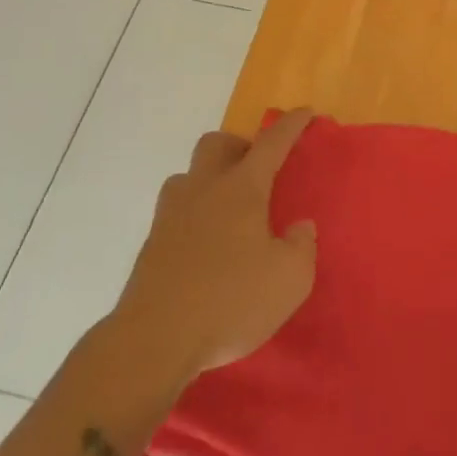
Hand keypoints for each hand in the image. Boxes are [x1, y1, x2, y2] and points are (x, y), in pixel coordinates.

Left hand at [108, 109, 317, 387]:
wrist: (153, 342)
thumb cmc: (229, 301)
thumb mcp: (289, 280)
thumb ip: (302, 247)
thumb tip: (300, 227)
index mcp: (242, 188)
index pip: (272, 142)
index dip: (292, 125)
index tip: (305, 113)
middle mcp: (204, 188)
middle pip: (217, 144)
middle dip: (239, 147)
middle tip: (257, 172)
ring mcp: (171, 215)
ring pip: (189, 175)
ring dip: (209, 180)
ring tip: (227, 210)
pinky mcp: (151, 245)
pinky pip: (175, 212)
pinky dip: (192, 216)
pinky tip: (204, 246)